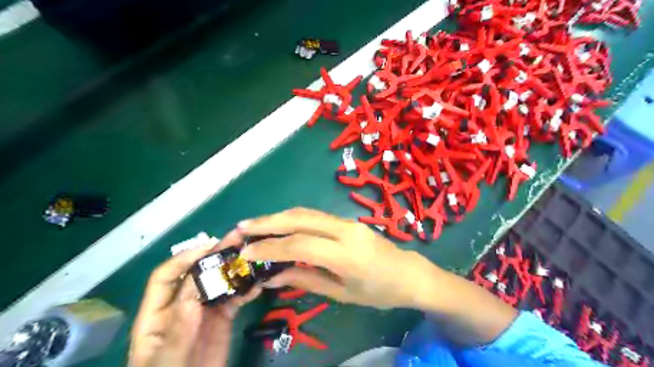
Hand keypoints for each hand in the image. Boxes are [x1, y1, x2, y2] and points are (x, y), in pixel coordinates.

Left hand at [127, 235, 260, 366]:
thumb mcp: (168, 360)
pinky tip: (258, 283)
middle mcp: (181, 307)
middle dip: (215, 255)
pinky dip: (247, 289)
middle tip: (237, 239)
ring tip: (252, 254)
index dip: (184, 259)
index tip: (208, 247)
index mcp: (157, 315)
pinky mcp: (222, 319)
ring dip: (234, 268)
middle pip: (196, 274)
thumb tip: (193, 290)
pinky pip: (235, 299)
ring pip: (218, 282)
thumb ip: (179, 328)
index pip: (165, 278)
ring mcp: (204, 311)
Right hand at [238, 207, 518, 345]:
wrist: (410, 273)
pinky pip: (315, 215)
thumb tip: (272, 276)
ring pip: (306, 212)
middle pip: (300, 219)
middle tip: (241, 227)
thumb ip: (306, 280)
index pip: (299, 244)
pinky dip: (293, 218)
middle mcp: (345, 230)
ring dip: (278, 216)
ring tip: (254, 225)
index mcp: (346, 254)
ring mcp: (347, 221)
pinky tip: (279, 224)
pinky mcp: (347, 220)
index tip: (245, 253)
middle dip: (267, 222)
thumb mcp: (342, 293)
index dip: (269, 248)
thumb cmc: (379, 291)